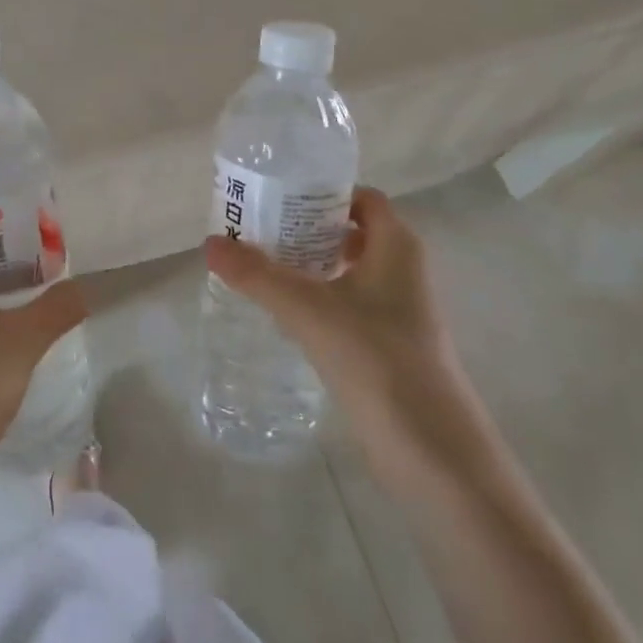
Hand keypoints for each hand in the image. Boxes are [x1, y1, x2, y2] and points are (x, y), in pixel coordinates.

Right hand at [204, 188, 490, 492]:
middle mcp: (403, 269)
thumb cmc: (376, 359)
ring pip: (348, 269)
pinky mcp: (390, 343)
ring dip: (309, 264)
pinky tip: (285, 312)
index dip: (322, 192)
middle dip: (306, 227)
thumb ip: (257, 275)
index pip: (361, 198)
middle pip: (350, 231)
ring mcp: (399, 309)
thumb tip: (210, 243)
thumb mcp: (308, 310)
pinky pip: (349, 303)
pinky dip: (319, 297)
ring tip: (261, 265)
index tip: (277, 196)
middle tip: (258, 229)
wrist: (432, 450)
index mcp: (396, 246)